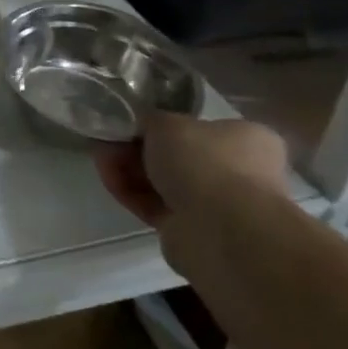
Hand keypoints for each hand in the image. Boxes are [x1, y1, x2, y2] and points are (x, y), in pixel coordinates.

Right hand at [93, 113, 288, 228]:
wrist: (219, 229)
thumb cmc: (204, 161)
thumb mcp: (168, 123)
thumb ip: (149, 119)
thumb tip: (138, 121)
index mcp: (246, 140)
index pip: (198, 128)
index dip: (159, 125)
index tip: (130, 123)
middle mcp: (236, 172)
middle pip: (175, 156)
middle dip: (137, 148)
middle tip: (109, 140)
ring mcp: (214, 204)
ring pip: (162, 182)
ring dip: (129, 170)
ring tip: (101, 159)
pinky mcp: (189, 230)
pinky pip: (154, 205)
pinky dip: (131, 193)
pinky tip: (108, 180)